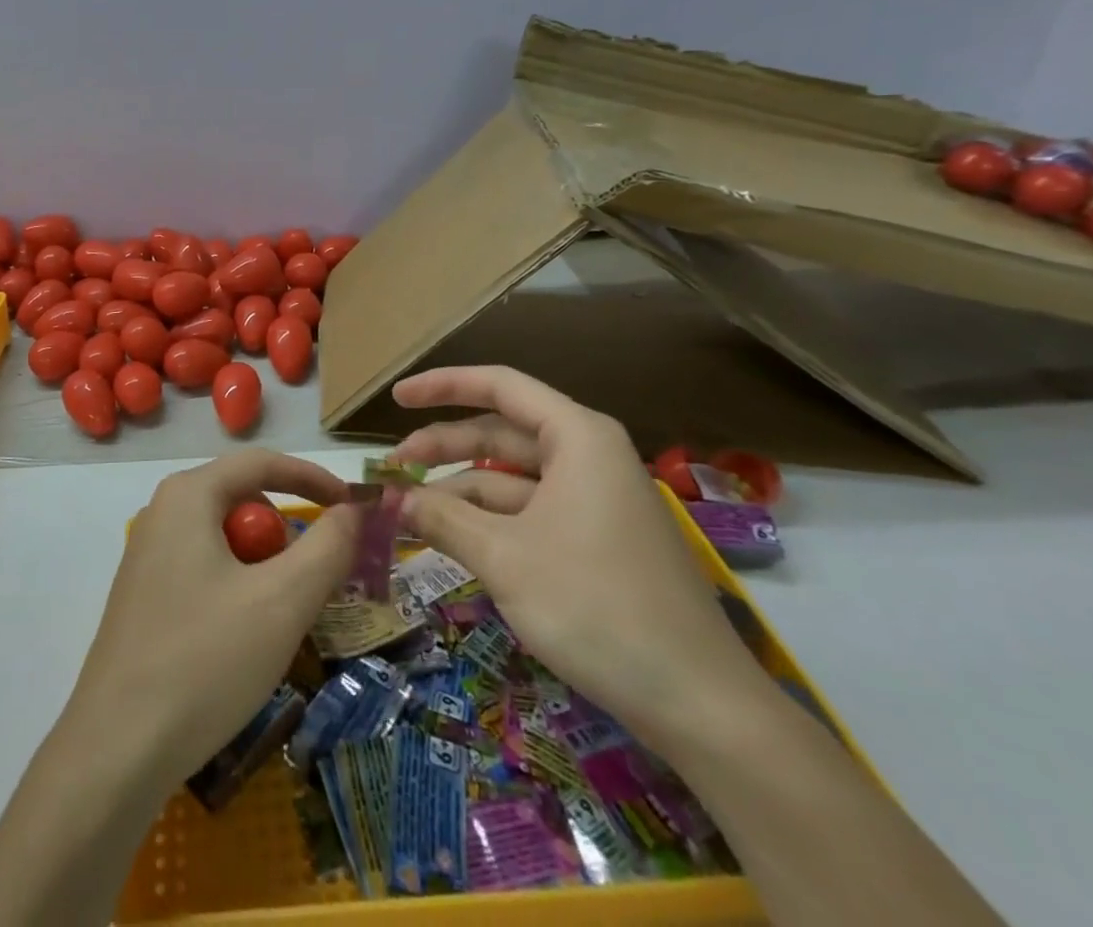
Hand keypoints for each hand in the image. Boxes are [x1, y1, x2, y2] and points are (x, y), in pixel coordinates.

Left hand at [60, 449, 358, 794]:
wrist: (116, 749)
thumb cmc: (205, 660)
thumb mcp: (282, 601)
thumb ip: (327, 546)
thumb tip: (354, 508)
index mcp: (188, 495)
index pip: (262, 463)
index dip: (314, 478)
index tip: (355, 506)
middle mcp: (163, 513)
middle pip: (243, 502)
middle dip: (288, 534)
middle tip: (319, 580)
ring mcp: (148, 556)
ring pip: (226, 542)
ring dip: (266, 568)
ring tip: (282, 620)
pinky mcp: (144, 596)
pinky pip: (206, 570)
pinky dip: (239, 590)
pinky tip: (244, 641)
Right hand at [390, 366, 766, 745]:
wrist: (702, 706)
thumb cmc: (597, 607)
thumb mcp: (504, 558)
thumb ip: (442, 518)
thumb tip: (391, 499)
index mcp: (577, 438)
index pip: (499, 386)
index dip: (442, 385)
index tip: (396, 397)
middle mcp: (588, 457)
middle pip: (500, 435)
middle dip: (442, 449)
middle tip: (391, 470)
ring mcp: (595, 501)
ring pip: (511, 479)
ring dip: (459, 492)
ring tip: (408, 514)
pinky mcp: (597, 542)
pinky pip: (529, 512)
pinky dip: (488, 521)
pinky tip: (452, 541)